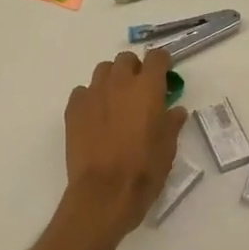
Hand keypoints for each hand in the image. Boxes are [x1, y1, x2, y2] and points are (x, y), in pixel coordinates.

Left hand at [62, 49, 187, 242]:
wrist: (104, 192)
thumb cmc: (144, 169)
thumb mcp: (168, 147)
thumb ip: (171, 123)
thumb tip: (175, 110)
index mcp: (147, 88)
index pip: (156, 57)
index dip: (162, 62)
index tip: (165, 74)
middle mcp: (119, 83)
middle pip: (126, 59)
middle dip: (134, 69)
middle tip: (140, 89)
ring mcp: (93, 93)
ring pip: (102, 71)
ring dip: (112, 79)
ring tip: (116, 101)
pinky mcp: (73, 108)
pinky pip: (83, 92)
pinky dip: (91, 97)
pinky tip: (95, 116)